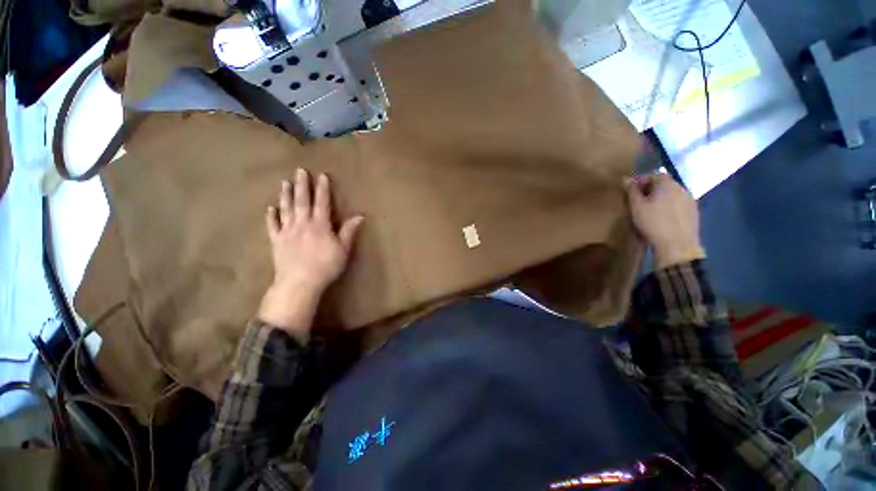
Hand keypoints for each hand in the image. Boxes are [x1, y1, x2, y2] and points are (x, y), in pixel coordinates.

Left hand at [257, 168, 363, 340]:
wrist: (299, 283)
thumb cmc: (326, 266)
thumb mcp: (343, 249)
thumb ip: (349, 231)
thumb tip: (360, 216)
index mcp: (319, 225)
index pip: (322, 203)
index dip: (322, 189)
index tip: (322, 175)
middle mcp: (302, 223)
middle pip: (302, 201)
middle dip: (302, 185)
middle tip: (300, 171)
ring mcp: (287, 231)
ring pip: (286, 209)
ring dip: (285, 195)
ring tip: (285, 182)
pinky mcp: (276, 241)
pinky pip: (272, 225)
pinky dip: (271, 216)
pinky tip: (270, 208)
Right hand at [627, 173, 704, 268]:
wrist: (678, 245)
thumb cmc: (653, 223)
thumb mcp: (636, 207)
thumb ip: (631, 191)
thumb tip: (626, 179)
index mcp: (667, 183)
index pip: (653, 174)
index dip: (640, 181)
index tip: (629, 191)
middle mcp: (681, 187)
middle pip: (663, 183)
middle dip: (649, 190)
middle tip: (637, 201)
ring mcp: (690, 200)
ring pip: (671, 194)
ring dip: (660, 198)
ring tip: (649, 211)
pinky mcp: (693, 212)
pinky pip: (677, 204)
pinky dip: (668, 207)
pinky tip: (661, 218)